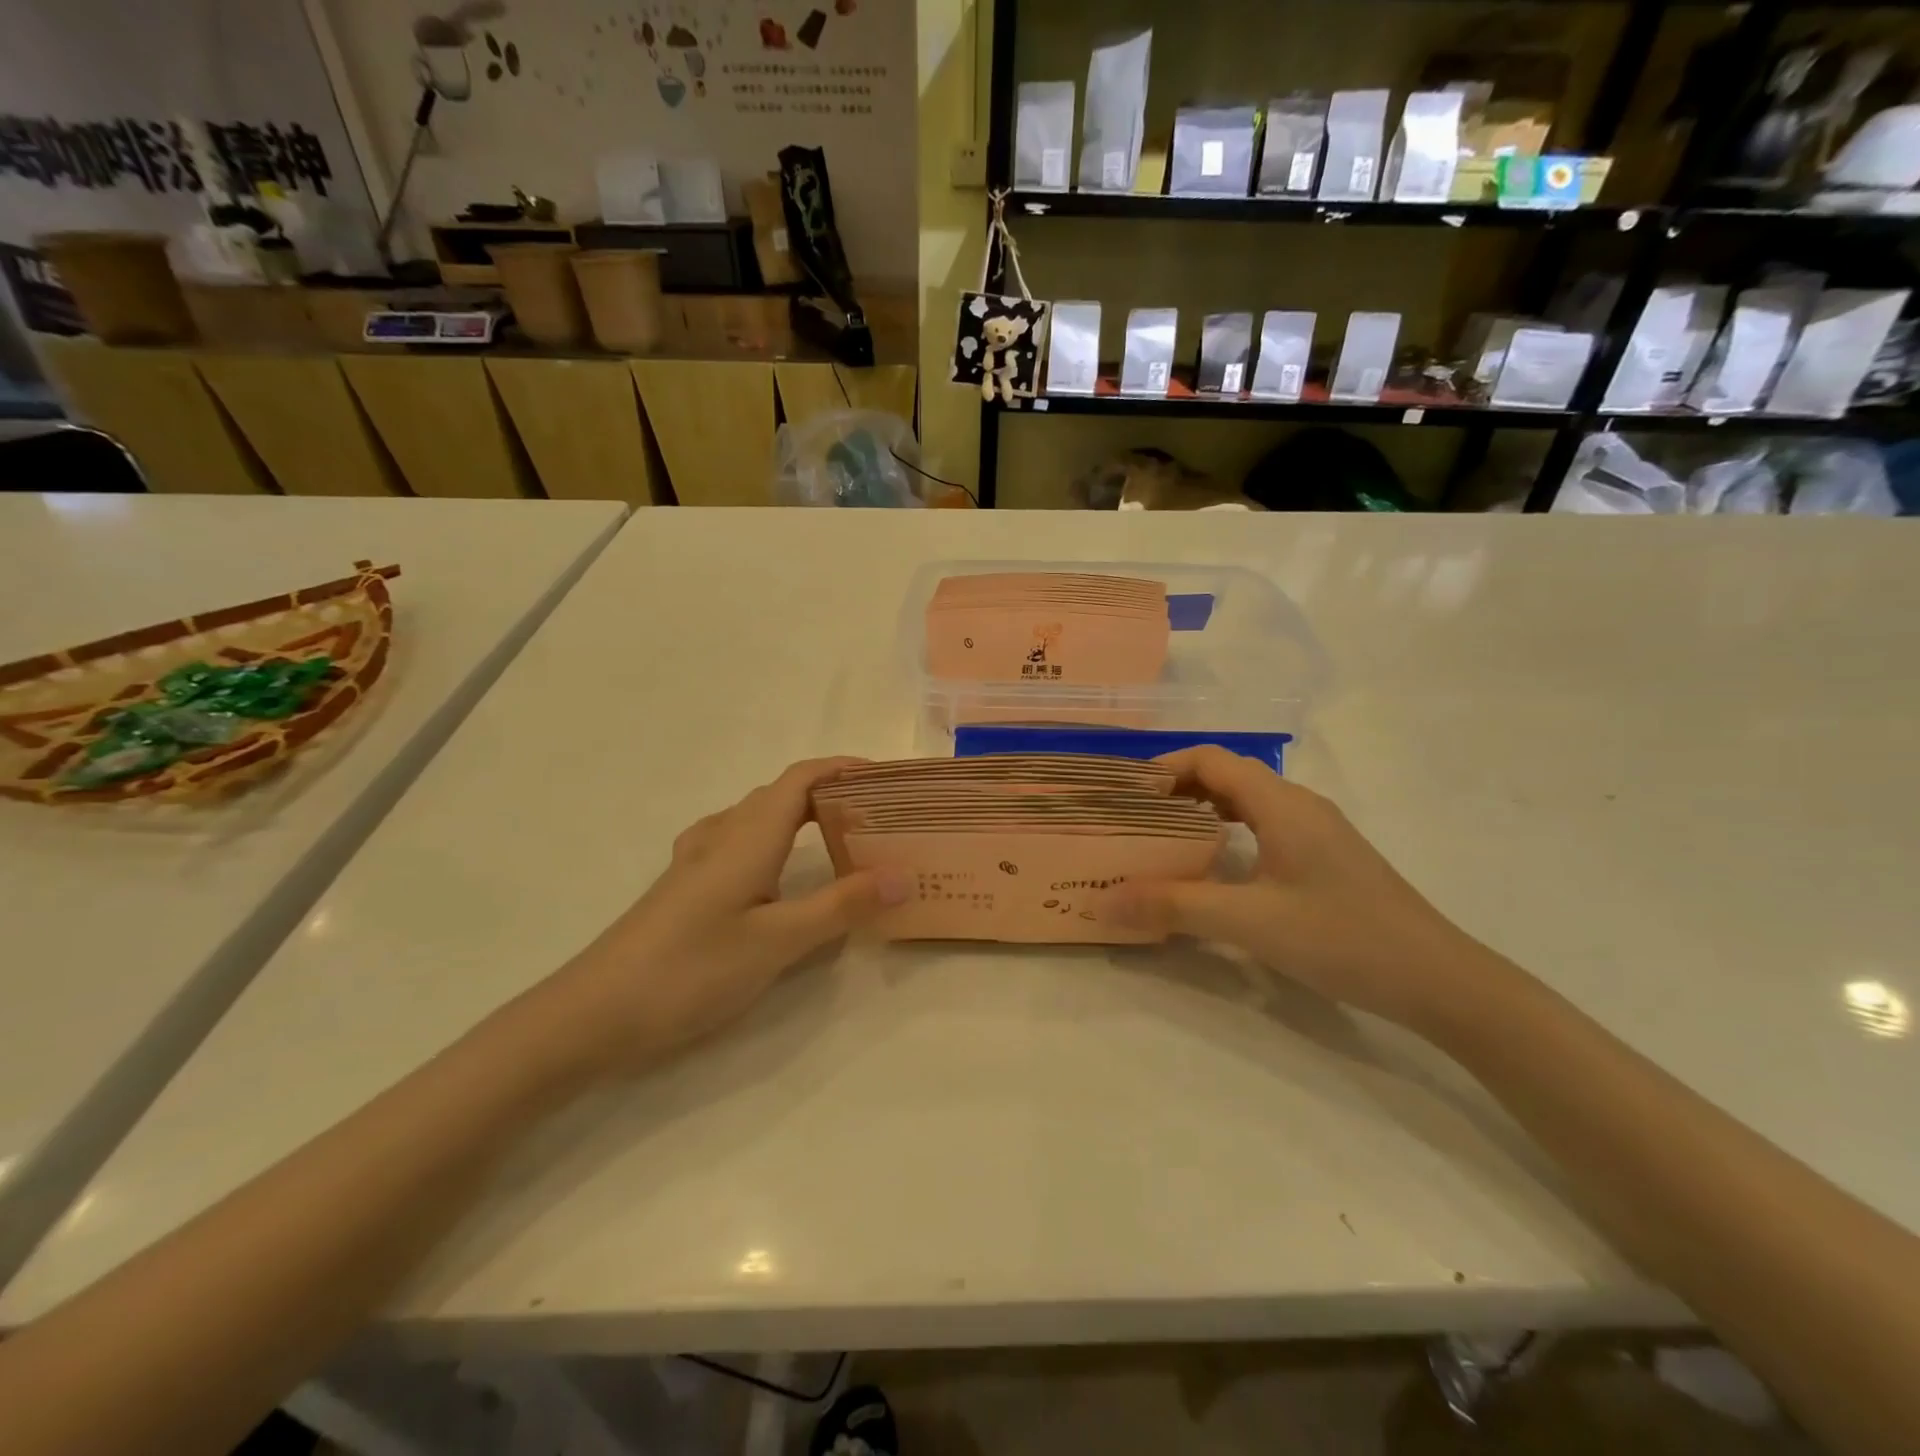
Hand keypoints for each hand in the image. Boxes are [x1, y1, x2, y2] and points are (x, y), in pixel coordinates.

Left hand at [532, 757, 908, 1078]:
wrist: (593, 1013)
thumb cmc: (691, 970)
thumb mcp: (777, 942)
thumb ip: (841, 906)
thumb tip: (904, 875)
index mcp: (748, 836)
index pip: (800, 779)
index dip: (842, 768)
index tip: (886, 779)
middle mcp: (722, 836)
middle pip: (781, 794)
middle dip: (830, 793)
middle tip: (875, 817)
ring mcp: (696, 861)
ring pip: (757, 817)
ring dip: (800, 815)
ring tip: (837, 840)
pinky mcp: (684, 887)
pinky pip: (738, 843)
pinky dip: (772, 841)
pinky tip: (774, 873)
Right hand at [1116, 747, 1495, 1030]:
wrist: (1439, 980)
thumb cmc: (1342, 938)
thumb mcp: (1249, 922)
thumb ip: (1174, 906)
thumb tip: (1106, 899)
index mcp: (1281, 804)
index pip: (1211, 759)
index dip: (1164, 767)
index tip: (1124, 793)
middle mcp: (1299, 805)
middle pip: (1228, 775)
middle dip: (1177, 787)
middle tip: (1134, 817)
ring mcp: (1318, 831)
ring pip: (1248, 801)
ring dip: (1204, 808)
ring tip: (1164, 836)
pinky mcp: (1327, 857)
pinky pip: (1266, 825)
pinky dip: (1229, 830)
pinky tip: (1217, 864)